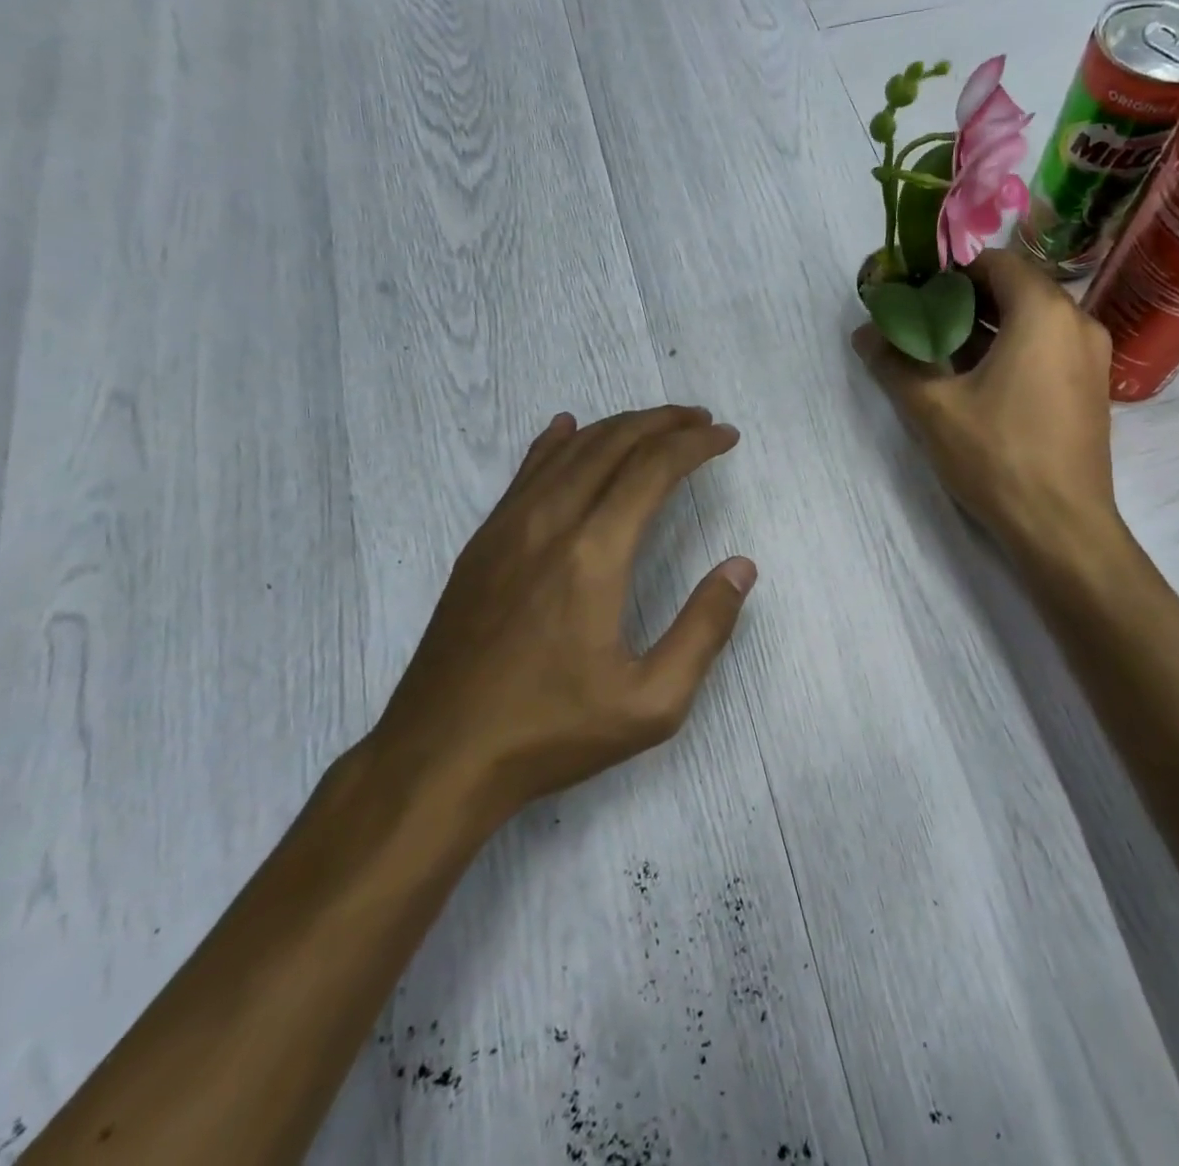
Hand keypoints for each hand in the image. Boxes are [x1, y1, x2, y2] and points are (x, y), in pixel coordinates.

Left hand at [372, 406, 755, 825]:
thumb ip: (704, 628)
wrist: (438, 758)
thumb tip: (741, 567)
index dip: (695, 444)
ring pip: (568, 451)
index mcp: (594, 554)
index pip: (653, 469)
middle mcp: (549, 523)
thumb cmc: (552, 732)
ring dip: (617, 427)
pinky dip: (555, 443)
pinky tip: (566, 427)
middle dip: (662, 423)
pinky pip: (524, 473)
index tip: (726, 437)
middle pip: (612, 444)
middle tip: (701, 420)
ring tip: (655, 424)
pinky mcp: (481, 544)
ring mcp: (507, 529)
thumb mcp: (652, 702)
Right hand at [853, 248, 1118, 556]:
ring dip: (988, 328)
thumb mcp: (933, 409)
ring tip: (942, 352)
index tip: (915, 291)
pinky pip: (1048, 349)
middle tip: (921, 322)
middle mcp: (1078, 322)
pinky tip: (978, 382)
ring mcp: (1092, 357)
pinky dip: (1013, 351)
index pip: (995, 262)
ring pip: (1033, 321)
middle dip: (965, 300)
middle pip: (1015, 289)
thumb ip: (895, 363)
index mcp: (1043, 312)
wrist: (1062, 526)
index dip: (950, 271)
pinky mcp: (1092, 388)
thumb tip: (863, 334)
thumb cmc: (998, 457)